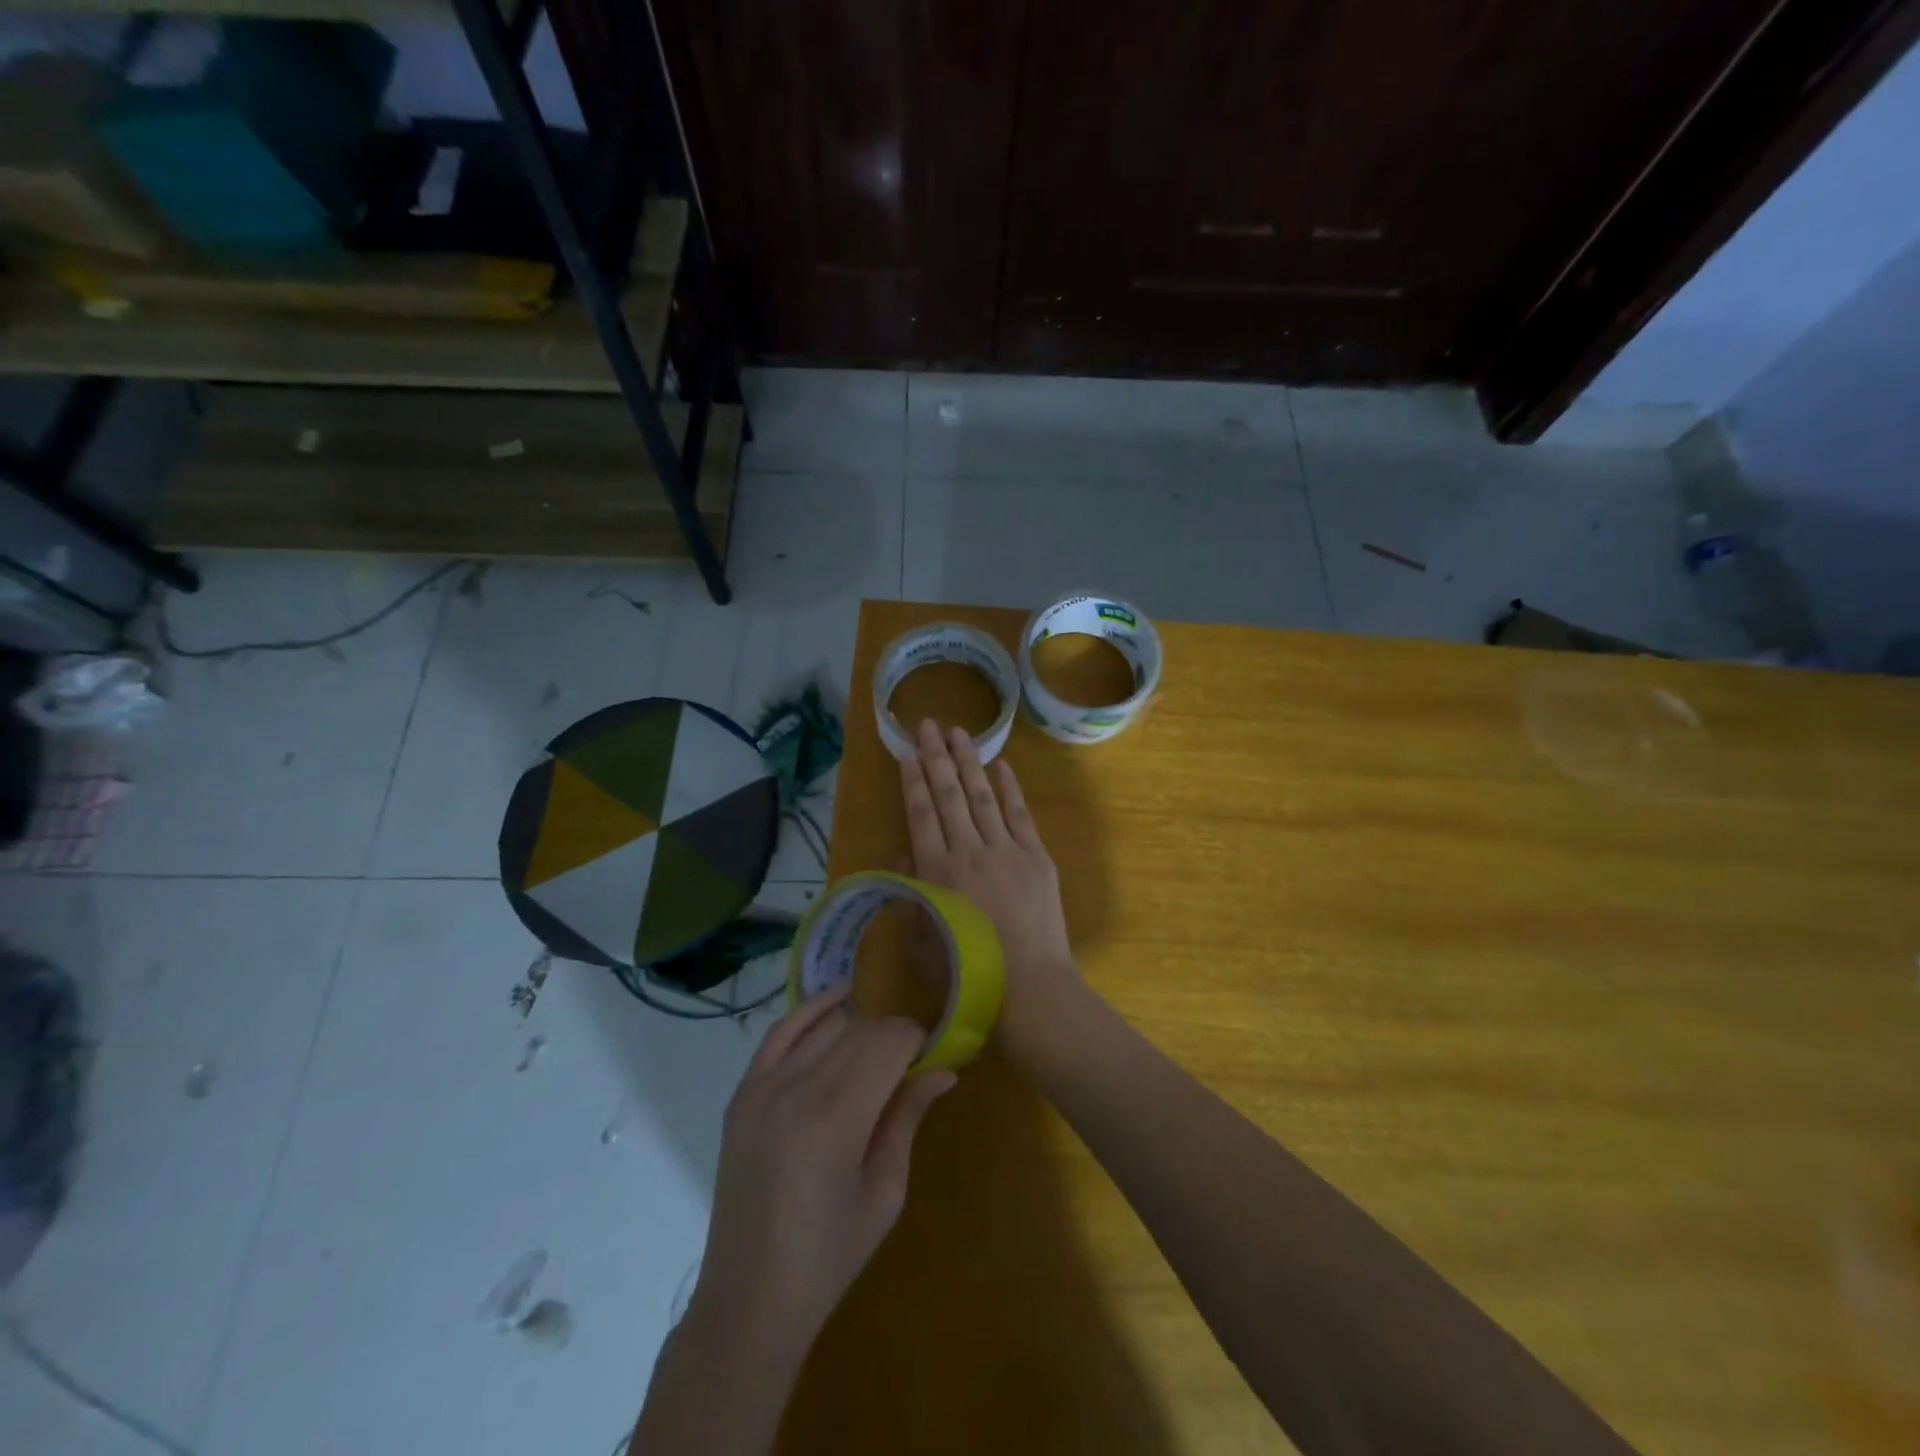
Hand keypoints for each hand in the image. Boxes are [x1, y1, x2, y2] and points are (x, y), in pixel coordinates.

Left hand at [692, 986, 954, 1355]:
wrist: (749, 1296)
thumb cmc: (830, 1255)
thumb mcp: (885, 1192)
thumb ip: (908, 1119)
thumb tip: (944, 1071)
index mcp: (836, 1119)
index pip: (887, 1043)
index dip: (915, 1038)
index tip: (931, 1053)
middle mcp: (796, 1089)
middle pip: (858, 1028)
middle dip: (892, 1032)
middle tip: (910, 1057)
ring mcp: (762, 1087)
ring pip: (824, 1024)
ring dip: (858, 1024)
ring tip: (877, 1045)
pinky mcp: (742, 1093)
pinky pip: (780, 1032)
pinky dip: (810, 1012)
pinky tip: (837, 1003)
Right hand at [901, 719, 1083, 1065]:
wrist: (1029, 989)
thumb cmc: (969, 974)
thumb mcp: (924, 940)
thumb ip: (912, 893)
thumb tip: (906, 852)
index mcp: (937, 872)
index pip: (920, 814)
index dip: (912, 782)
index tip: (907, 753)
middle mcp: (969, 851)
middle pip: (949, 795)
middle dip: (936, 757)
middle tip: (928, 724)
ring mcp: (1006, 850)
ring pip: (983, 795)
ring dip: (970, 761)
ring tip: (959, 731)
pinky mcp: (1036, 857)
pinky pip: (1020, 814)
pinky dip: (1010, 788)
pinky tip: (1001, 766)